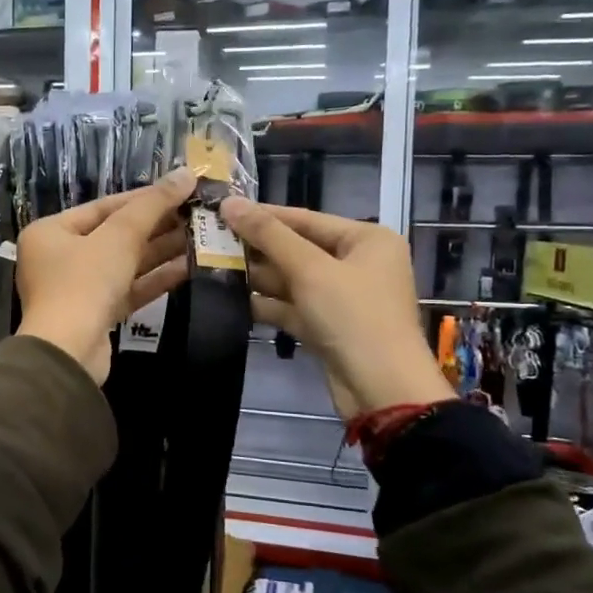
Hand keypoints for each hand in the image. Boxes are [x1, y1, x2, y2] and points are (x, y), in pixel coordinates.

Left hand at [16, 169, 195, 384]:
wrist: (68, 353)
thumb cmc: (85, 283)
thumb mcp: (119, 237)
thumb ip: (152, 205)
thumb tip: (186, 173)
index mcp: (51, 232)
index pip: (103, 207)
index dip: (144, 198)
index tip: (180, 190)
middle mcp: (59, 258)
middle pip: (115, 235)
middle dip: (156, 225)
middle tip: (196, 214)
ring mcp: (78, 289)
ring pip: (125, 263)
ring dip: (161, 251)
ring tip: (201, 236)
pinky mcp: (97, 315)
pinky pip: (129, 288)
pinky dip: (155, 278)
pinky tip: (189, 267)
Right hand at [220, 199, 452, 418]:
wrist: (381, 390)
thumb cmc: (353, 317)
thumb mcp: (310, 269)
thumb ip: (268, 235)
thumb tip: (229, 202)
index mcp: (367, 240)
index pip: (305, 218)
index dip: (263, 215)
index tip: (221, 210)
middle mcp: (357, 263)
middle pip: (297, 248)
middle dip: (256, 248)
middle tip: (210, 240)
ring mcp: (342, 297)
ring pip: (292, 278)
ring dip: (256, 276)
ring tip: (212, 267)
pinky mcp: (327, 326)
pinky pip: (292, 306)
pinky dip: (266, 303)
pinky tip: (230, 299)